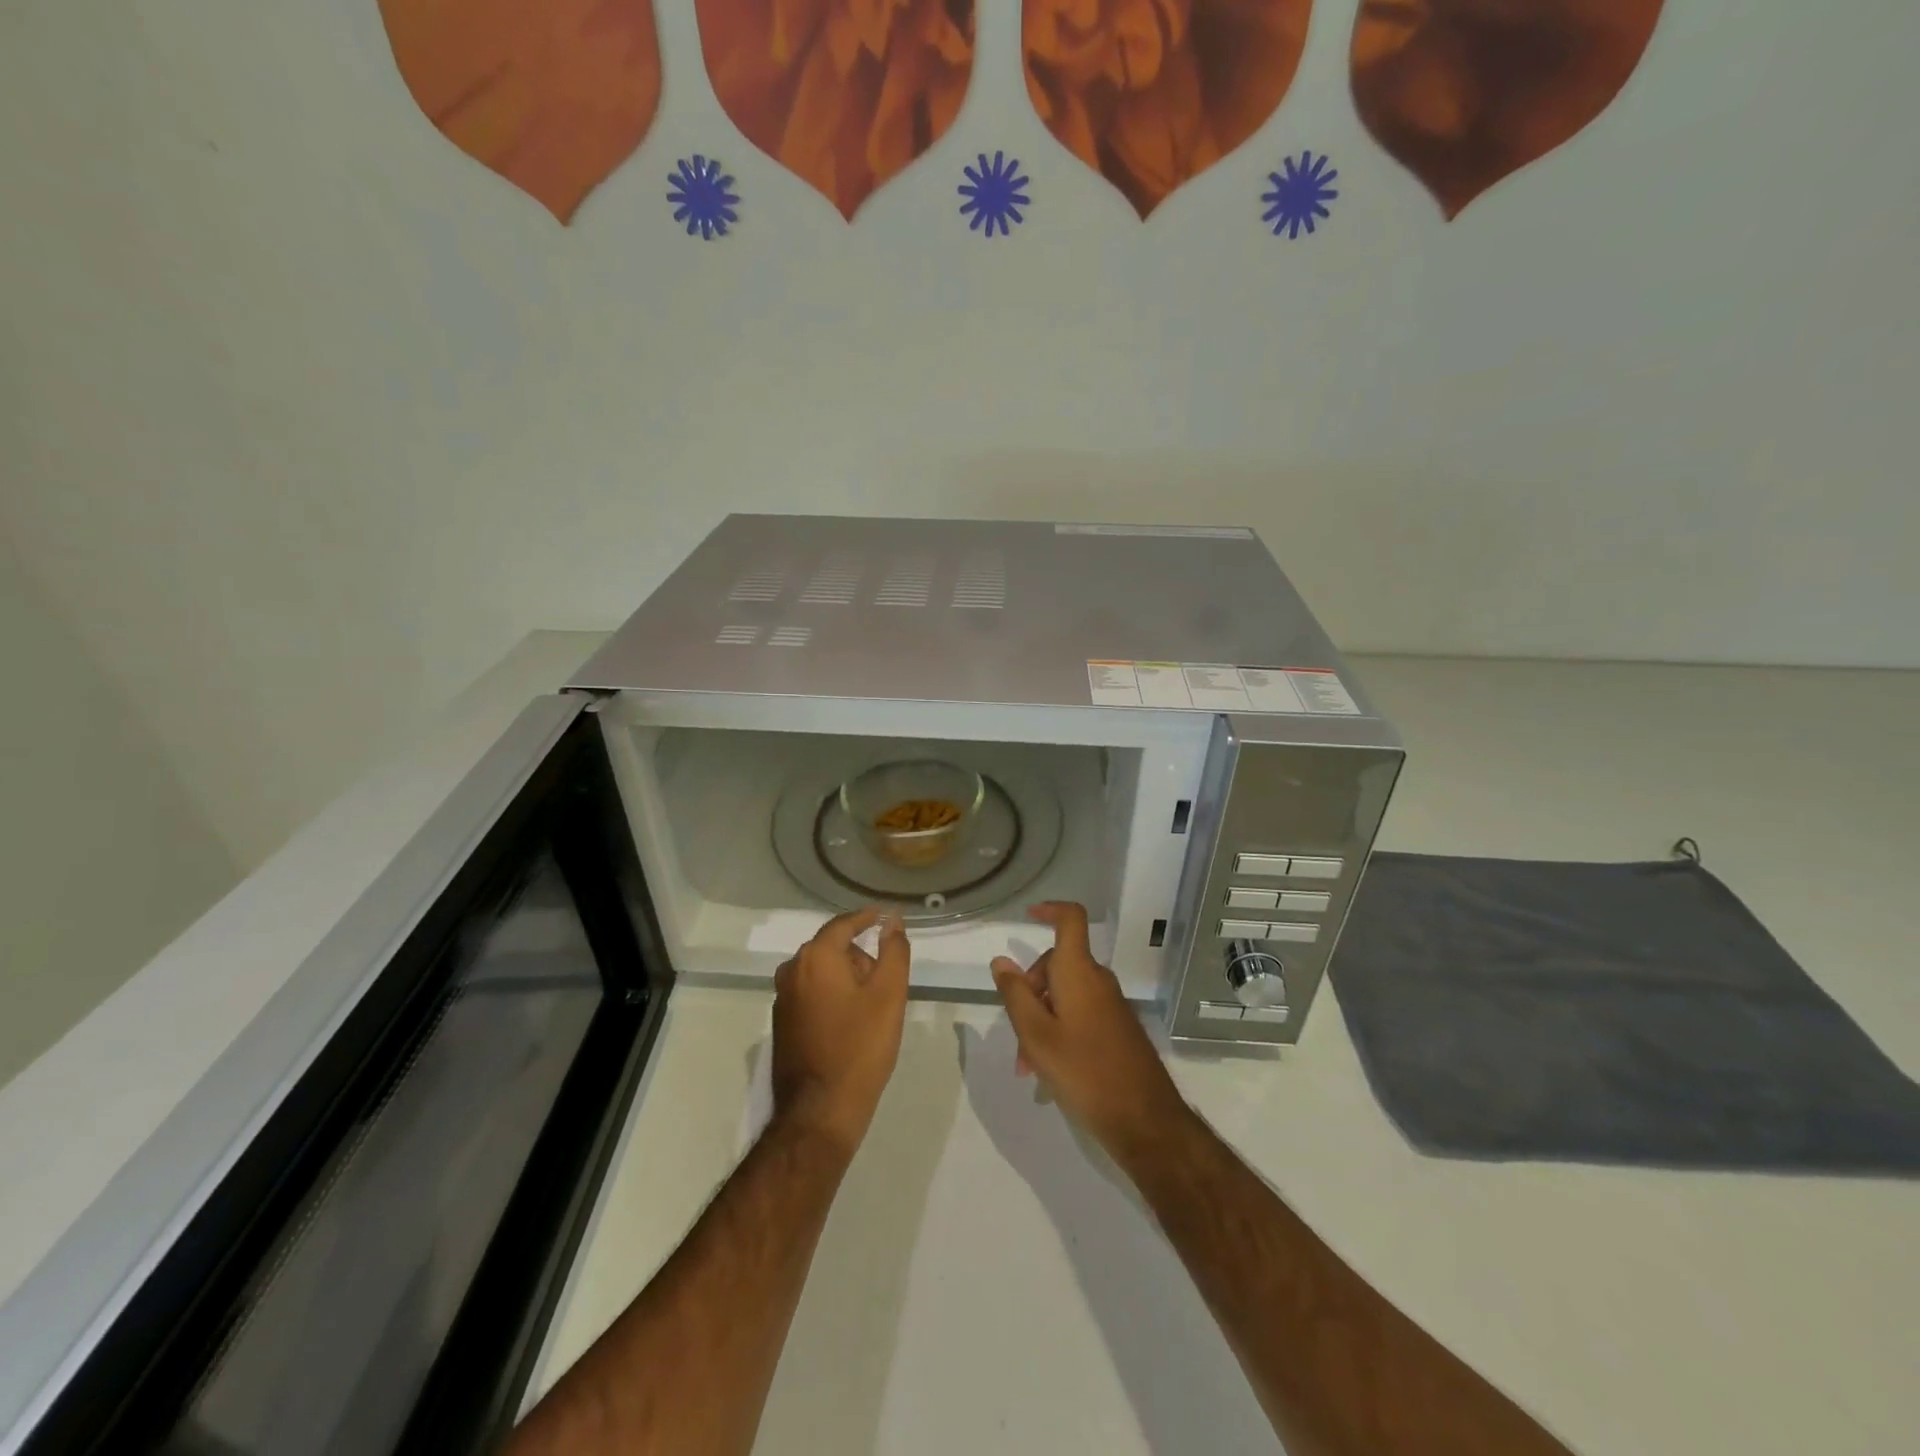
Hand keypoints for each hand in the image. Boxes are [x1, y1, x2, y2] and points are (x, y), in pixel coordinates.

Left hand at [772, 907, 910, 1156]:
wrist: (820, 1111)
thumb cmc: (860, 1047)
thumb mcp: (889, 994)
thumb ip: (893, 950)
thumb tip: (892, 921)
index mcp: (815, 957)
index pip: (845, 924)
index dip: (868, 918)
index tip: (887, 916)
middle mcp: (792, 970)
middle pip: (832, 948)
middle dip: (860, 956)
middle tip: (887, 979)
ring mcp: (782, 998)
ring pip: (822, 972)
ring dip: (846, 977)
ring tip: (872, 1005)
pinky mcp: (782, 1023)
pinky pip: (811, 993)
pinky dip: (832, 995)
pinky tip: (850, 1022)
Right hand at [990, 903, 1194, 1168]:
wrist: (1144, 1120)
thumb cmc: (1084, 1072)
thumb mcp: (1036, 1035)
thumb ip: (1016, 995)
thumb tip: (1002, 961)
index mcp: (1079, 972)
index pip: (1070, 920)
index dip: (1049, 909)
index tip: (1027, 916)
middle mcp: (1097, 981)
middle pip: (1057, 964)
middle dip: (1030, 991)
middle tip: (1016, 1035)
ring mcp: (1110, 1005)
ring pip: (1065, 995)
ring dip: (1041, 1019)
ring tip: (1029, 1066)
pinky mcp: (1117, 1028)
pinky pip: (1080, 1014)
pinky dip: (1059, 1030)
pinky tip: (1050, 1071)